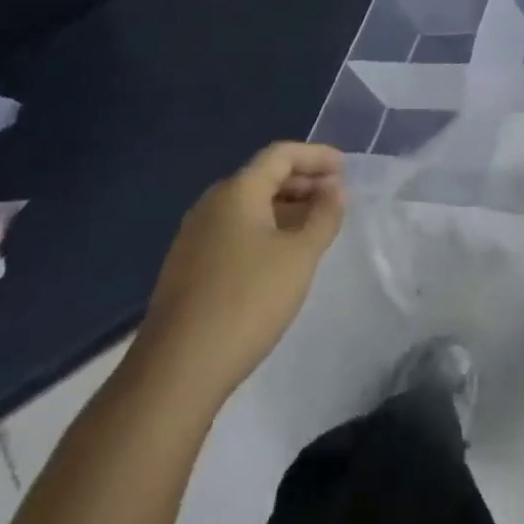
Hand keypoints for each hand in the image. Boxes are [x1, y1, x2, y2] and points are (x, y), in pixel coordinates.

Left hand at [133, 143, 345, 402]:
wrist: (178, 368)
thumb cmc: (248, 300)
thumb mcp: (300, 256)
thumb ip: (323, 217)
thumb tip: (335, 190)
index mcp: (237, 191)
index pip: (280, 154)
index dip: (316, 155)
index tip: (345, 167)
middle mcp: (212, 203)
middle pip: (263, 177)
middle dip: (303, 181)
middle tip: (337, 198)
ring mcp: (196, 235)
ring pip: (249, 206)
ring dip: (286, 207)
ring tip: (317, 225)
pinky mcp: (190, 265)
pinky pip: (236, 230)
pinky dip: (266, 229)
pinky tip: (283, 255)